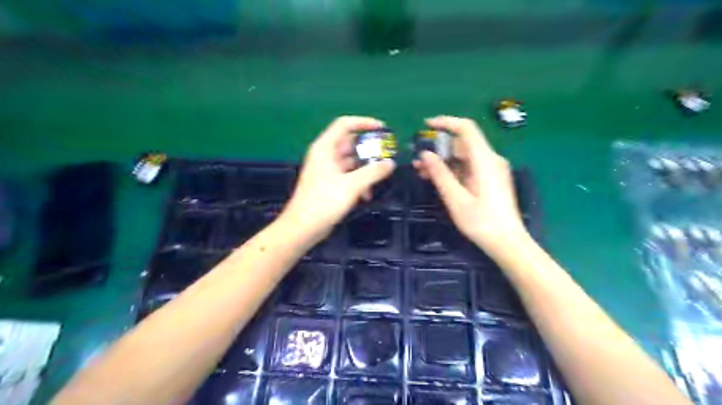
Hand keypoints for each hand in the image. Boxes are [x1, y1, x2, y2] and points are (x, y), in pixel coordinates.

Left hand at [281, 117, 392, 243]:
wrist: (304, 227)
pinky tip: (367, 195)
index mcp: (325, 148)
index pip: (345, 124)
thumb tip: (390, 163)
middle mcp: (326, 155)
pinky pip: (348, 175)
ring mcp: (327, 170)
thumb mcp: (352, 185)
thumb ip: (373, 172)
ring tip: (380, 178)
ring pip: (351, 161)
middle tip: (387, 155)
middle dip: (369, 149)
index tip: (382, 128)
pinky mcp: (330, 184)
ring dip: (366, 169)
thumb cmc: (324, 202)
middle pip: (350, 143)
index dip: (364, 122)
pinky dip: (359, 181)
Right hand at [414, 115, 527, 253]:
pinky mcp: (490, 180)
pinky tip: (437, 179)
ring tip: (421, 171)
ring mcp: (491, 170)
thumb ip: (440, 174)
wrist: (508, 243)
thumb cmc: (482, 222)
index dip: (446, 122)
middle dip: (438, 149)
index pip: (466, 128)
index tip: (426, 125)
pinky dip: (452, 171)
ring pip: (464, 157)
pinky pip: (468, 168)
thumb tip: (425, 153)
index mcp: (484, 160)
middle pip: (462, 144)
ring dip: (443, 161)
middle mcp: (490, 160)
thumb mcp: (456, 199)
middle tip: (418, 160)